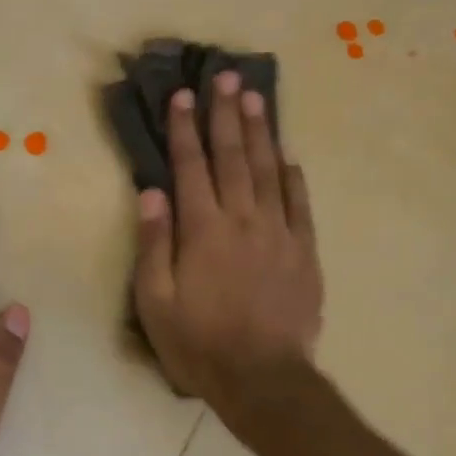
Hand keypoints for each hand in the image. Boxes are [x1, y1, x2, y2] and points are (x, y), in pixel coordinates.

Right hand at [133, 73, 322, 440]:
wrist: (263, 379)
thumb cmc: (198, 342)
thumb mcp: (155, 301)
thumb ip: (154, 243)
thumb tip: (151, 192)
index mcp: (203, 229)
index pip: (191, 166)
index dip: (185, 128)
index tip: (183, 95)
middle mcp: (243, 220)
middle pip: (233, 157)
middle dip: (227, 114)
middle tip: (226, 76)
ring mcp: (279, 234)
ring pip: (269, 171)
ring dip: (261, 132)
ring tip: (256, 98)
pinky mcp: (305, 252)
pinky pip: (300, 205)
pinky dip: (294, 178)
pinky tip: (289, 157)